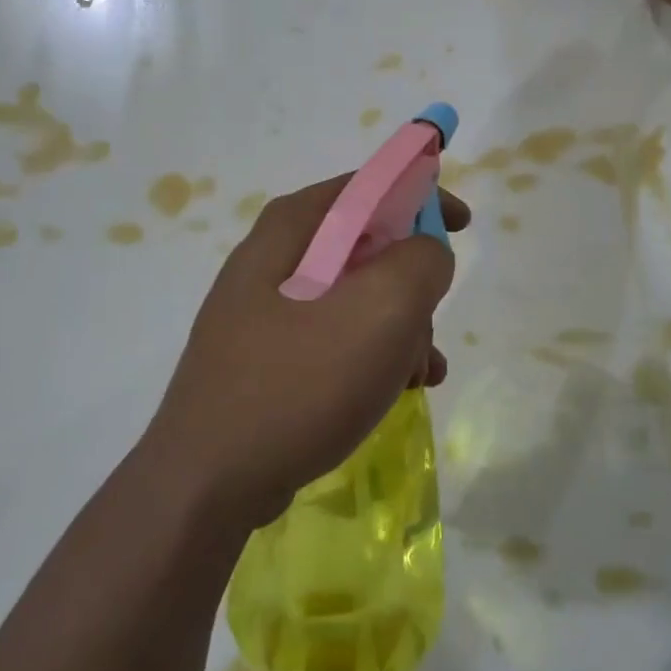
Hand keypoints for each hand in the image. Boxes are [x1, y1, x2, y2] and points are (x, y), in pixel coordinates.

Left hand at [143, 174, 469, 529]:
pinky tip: (396, 391)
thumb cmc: (299, 382)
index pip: (367, 186)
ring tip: (421, 373)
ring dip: (400, 328)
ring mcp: (263, 313)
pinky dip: (372, 356)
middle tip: (432, 320)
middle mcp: (272, 260)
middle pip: (364, 246)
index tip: (463, 226)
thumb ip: (420, 261)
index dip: (421, 196)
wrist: (208, 483)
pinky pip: (334, 339)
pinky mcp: (265, 359)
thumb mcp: (381, 309)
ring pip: (354, 299)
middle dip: (412, 282)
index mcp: (291, 229)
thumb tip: (425, 255)